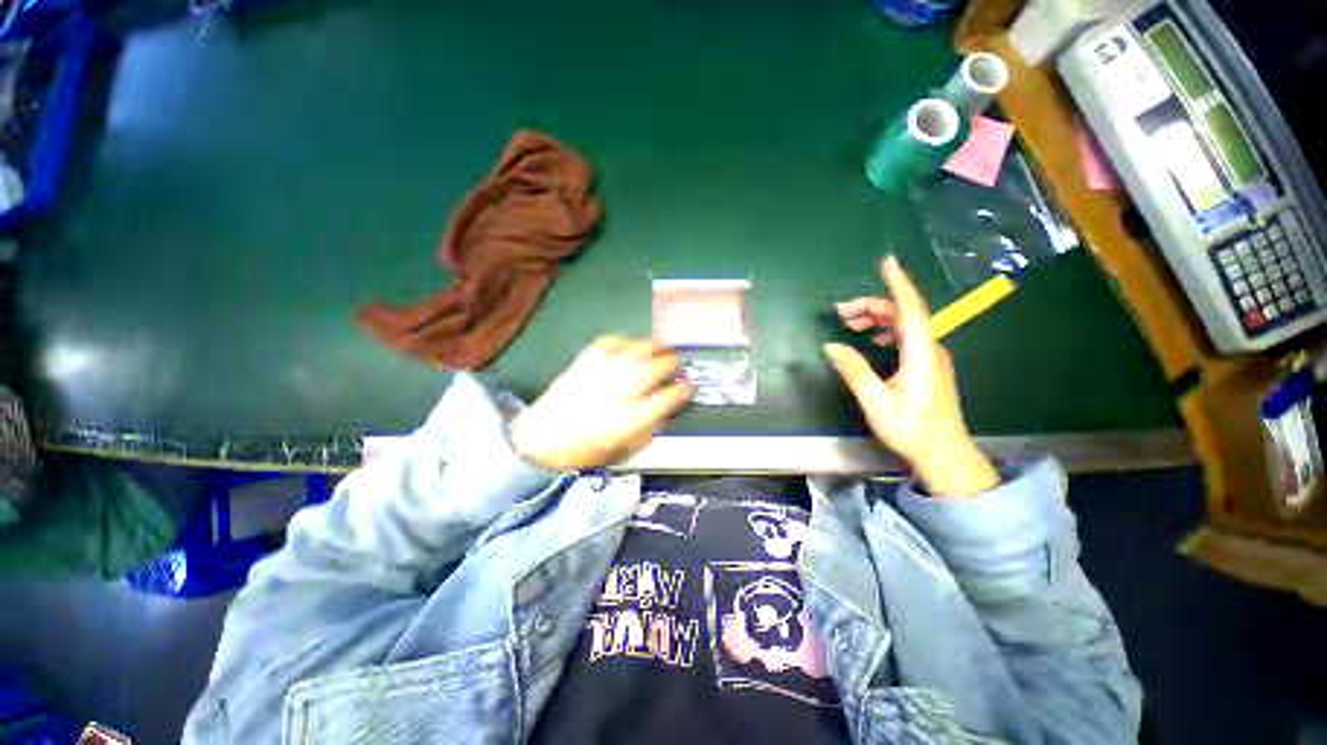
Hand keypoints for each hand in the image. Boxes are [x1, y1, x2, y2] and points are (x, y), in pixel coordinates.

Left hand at [510, 336, 693, 470]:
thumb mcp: (623, 447)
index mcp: (632, 418)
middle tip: (676, 361)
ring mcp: (603, 372)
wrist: (541, 438)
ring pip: (637, 350)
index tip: (688, 385)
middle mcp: (620, 391)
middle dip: (671, 362)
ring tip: (660, 346)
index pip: (669, 397)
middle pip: (656, 368)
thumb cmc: (585, 448)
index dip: (683, 389)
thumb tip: (665, 407)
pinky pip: (611, 342)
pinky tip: (630, 345)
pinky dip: (625, 341)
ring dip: (653, 346)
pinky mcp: (586, 361)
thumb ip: (649, 426)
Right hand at [824, 257, 998, 495]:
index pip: (911, 309)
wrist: (943, 454)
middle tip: (841, 313)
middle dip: (873, 306)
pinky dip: (886, 331)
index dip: (897, 284)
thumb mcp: (876, 400)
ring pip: (905, 325)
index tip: (886, 262)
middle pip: (904, 314)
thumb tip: (831, 345)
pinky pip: (907, 337)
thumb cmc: (911, 428)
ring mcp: (931, 357)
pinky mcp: (928, 366)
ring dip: (878, 319)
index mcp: (921, 352)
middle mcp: (930, 348)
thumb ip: (854, 370)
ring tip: (851, 324)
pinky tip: (873, 340)